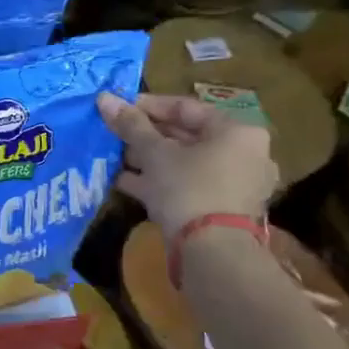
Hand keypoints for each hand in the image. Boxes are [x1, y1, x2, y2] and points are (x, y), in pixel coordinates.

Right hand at [98, 92, 277, 236]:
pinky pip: (187, 184)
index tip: (117, 108)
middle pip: (186, 135)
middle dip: (146, 134)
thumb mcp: (154, 152)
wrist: (212, 250)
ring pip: (184, 162)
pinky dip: (159, 180)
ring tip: (114, 156)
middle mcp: (244, 154)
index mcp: (237, 132)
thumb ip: (130, 124)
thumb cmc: (188, 187)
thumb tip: (104, 98)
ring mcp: (235, 184)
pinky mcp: (223, 208)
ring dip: (148, 158)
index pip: (185, 107)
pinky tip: (124, 181)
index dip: (147, 105)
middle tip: (114, 133)